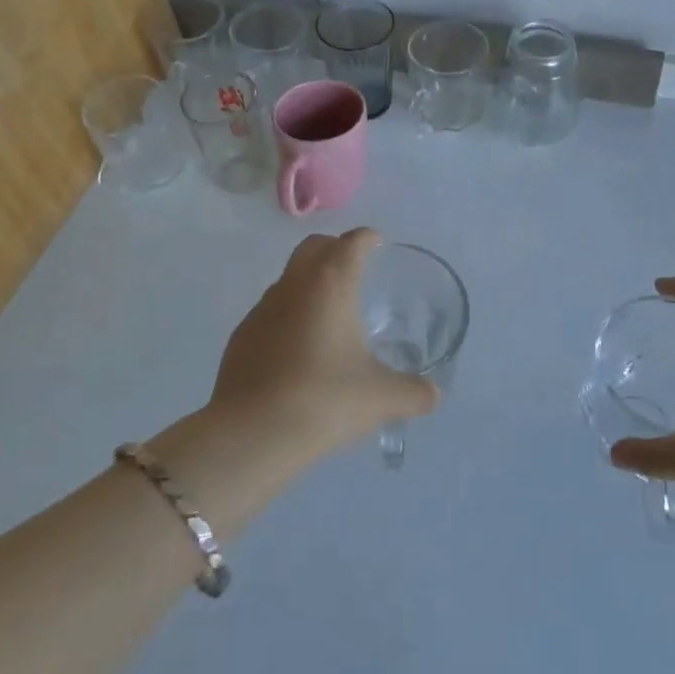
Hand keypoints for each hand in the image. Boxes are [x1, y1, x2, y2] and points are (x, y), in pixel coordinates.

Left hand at [209, 229, 438, 456]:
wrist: (252, 434)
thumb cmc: (325, 400)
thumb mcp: (381, 399)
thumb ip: (413, 393)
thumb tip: (433, 395)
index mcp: (331, 285)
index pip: (351, 243)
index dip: (367, 239)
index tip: (378, 245)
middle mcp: (294, 286)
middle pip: (314, 247)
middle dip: (335, 249)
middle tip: (355, 269)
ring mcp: (261, 310)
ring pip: (289, 279)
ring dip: (309, 284)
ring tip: (330, 316)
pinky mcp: (242, 337)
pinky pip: (270, 312)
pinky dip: (288, 317)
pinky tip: (298, 351)